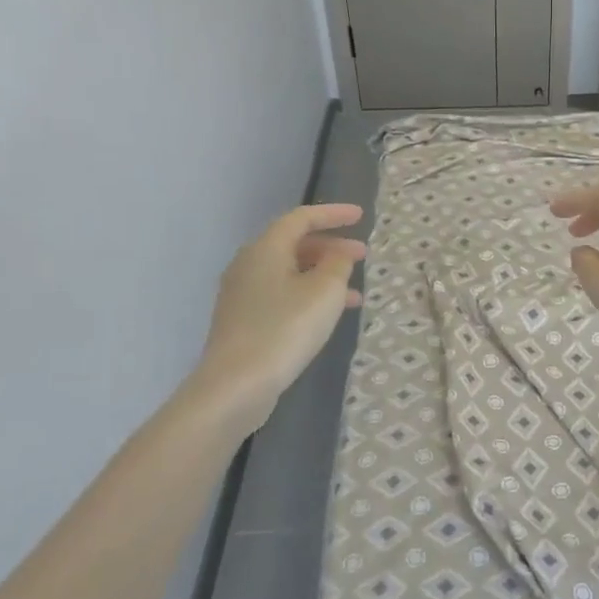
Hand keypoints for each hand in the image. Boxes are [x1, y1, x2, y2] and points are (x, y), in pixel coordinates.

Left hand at [197, 203, 364, 423]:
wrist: (236, 384)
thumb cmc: (285, 329)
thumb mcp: (325, 291)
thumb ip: (338, 264)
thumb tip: (339, 253)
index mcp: (266, 248)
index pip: (301, 218)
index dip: (333, 214)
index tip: (361, 216)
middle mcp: (249, 264)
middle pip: (293, 244)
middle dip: (330, 247)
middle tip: (361, 255)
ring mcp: (242, 294)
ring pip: (290, 272)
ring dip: (323, 276)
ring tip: (355, 293)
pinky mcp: (243, 320)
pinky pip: (282, 294)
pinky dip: (308, 296)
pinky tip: (328, 316)